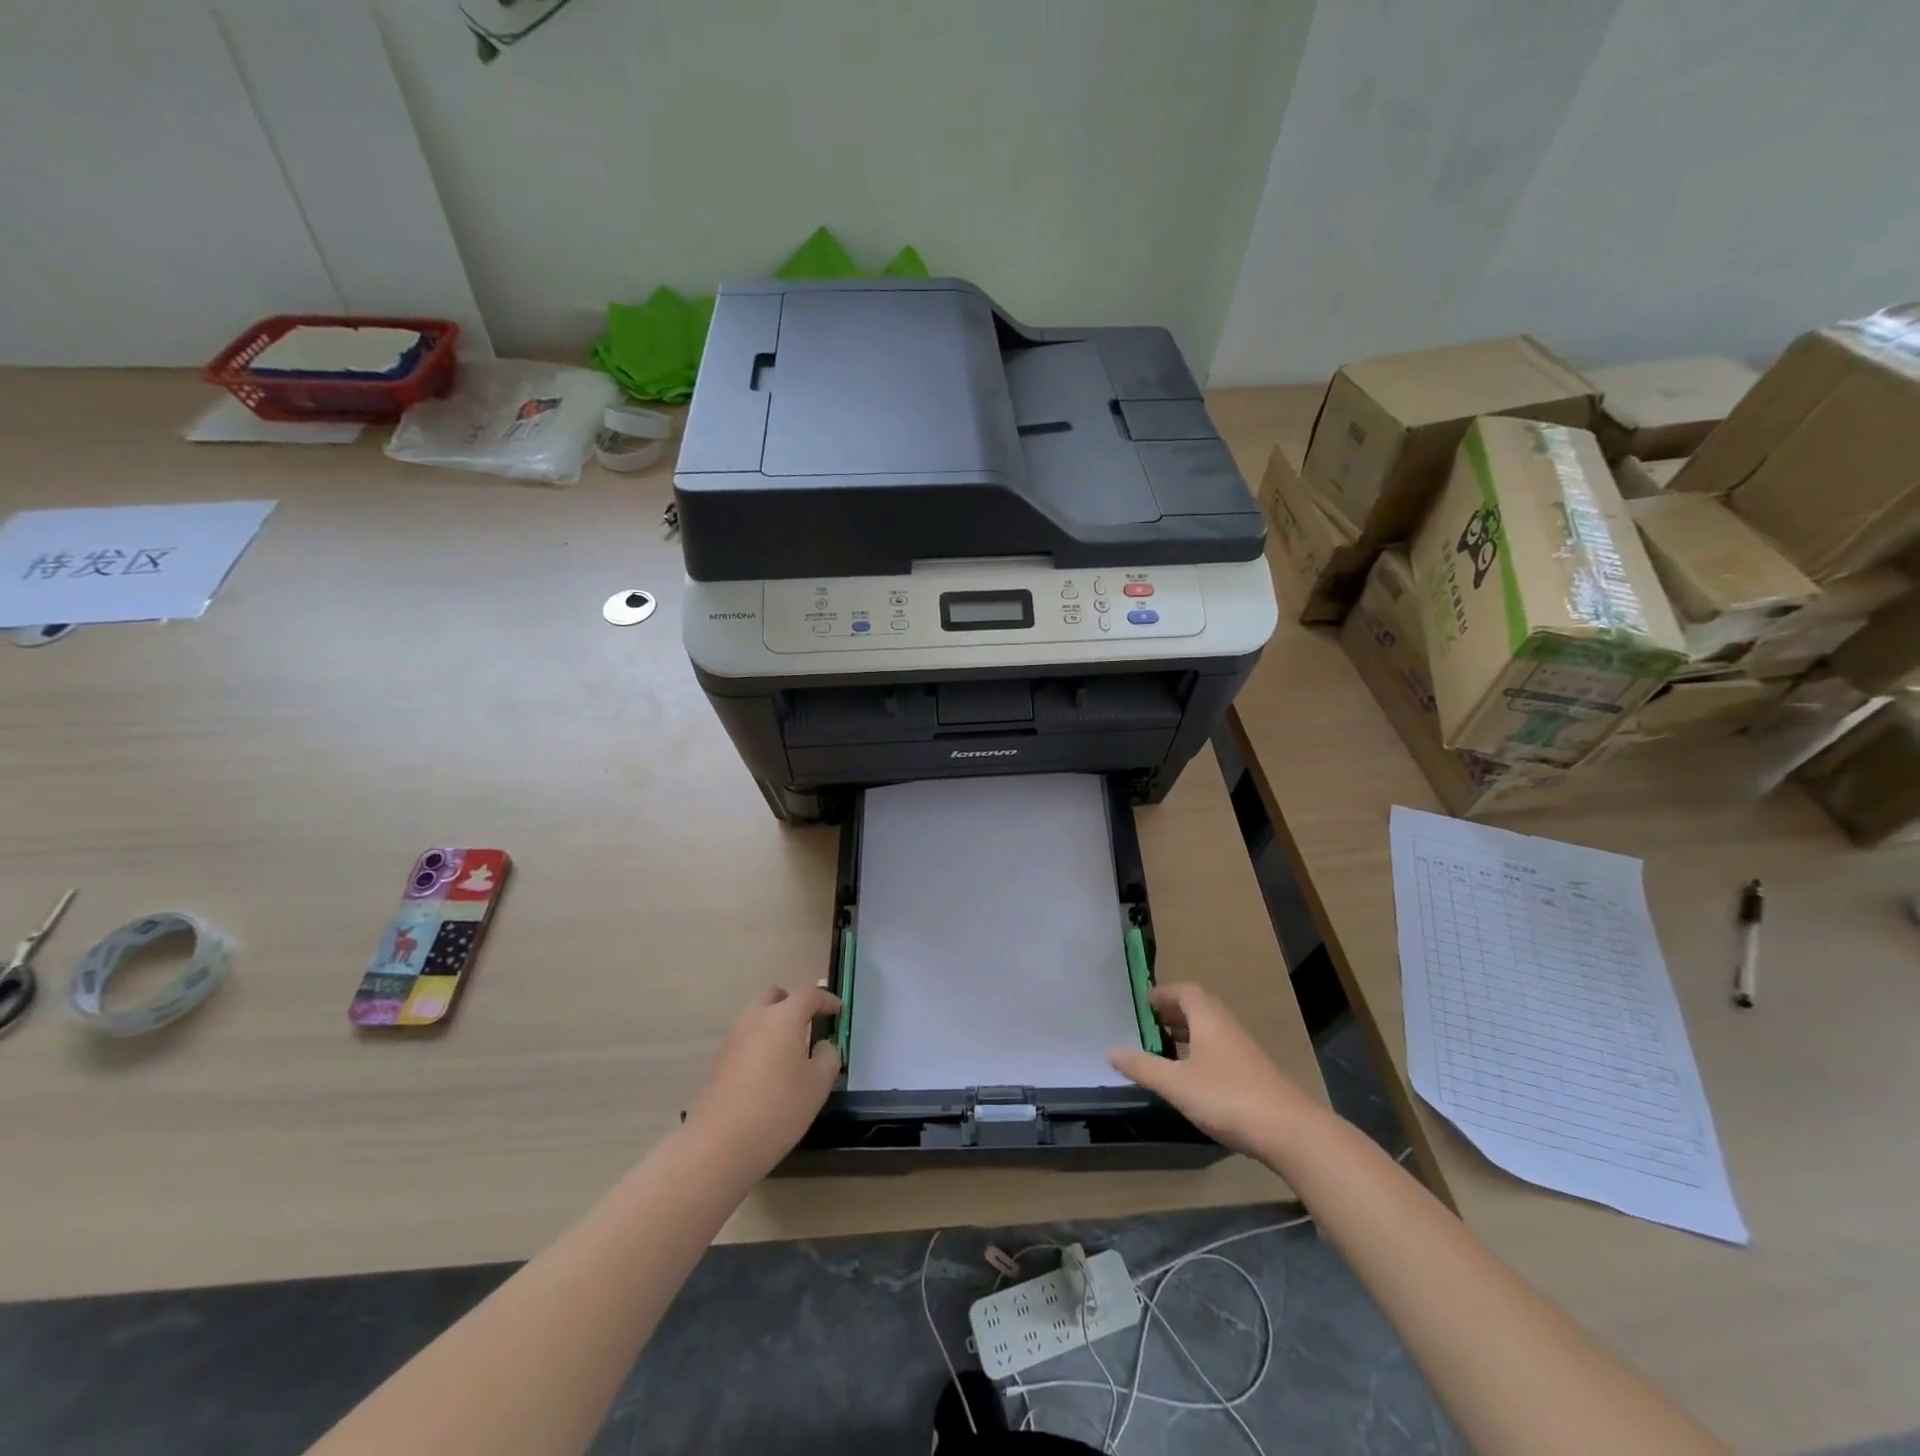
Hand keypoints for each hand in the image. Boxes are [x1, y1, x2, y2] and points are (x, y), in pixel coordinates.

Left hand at [685, 985, 841, 1179]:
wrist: (719, 1145)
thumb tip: (823, 1046)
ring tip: (789, 1050)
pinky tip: (767, 1073)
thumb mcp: (818, 1085)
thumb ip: (828, 1057)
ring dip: (773, 1022)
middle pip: (774, 995)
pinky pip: (744, 1039)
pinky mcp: (717, 1062)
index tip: (838, 1012)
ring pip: (755, 1016)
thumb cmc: (778, 1109)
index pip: (808, 994)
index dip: (826, 1000)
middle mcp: (755, 1019)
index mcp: (783, 1018)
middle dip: (792, 1001)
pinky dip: (758, 1043)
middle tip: (808, 1021)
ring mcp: (732, 1040)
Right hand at [1109, 983, 1318, 1157]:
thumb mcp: (1177, 1084)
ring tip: (1166, 1047)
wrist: (1289, 1131)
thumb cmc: (1227, 1097)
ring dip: (1189, 1032)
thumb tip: (1111, 1051)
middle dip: (1174, 1012)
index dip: (1164, 994)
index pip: (1185, 991)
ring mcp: (1244, 1050)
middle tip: (1150, 1023)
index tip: (1144, 1004)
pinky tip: (1193, 1076)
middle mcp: (1227, 1026)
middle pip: (1199, 1007)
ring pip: (1211, 1029)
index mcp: (1208, 1019)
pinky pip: (1221, 1049)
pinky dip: (1202, 1051)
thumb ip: (1143, 1067)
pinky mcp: (1254, 1073)